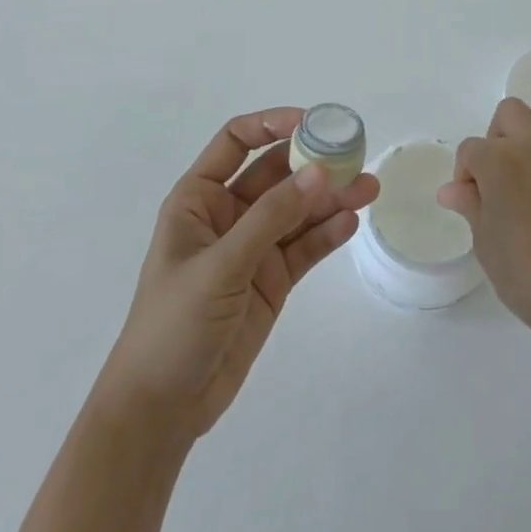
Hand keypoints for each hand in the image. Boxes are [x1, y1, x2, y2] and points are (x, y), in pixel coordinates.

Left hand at [95, 108, 378, 440]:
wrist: (162, 409)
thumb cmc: (174, 324)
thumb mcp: (220, 266)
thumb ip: (271, 218)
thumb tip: (318, 172)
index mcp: (199, 199)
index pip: (236, 142)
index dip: (271, 124)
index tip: (311, 122)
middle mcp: (228, 215)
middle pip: (276, 174)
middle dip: (313, 163)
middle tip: (355, 157)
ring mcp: (252, 248)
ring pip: (297, 211)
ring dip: (330, 198)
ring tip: (368, 190)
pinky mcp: (272, 280)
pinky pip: (304, 247)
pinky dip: (326, 234)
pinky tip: (350, 223)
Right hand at [438, 94, 530, 342]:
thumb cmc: (527, 277)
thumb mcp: (486, 244)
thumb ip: (470, 205)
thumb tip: (451, 189)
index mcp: (498, 162)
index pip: (470, 149)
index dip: (466, 174)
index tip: (473, 201)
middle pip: (508, 111)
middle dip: (499, 137)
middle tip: (502, 174)